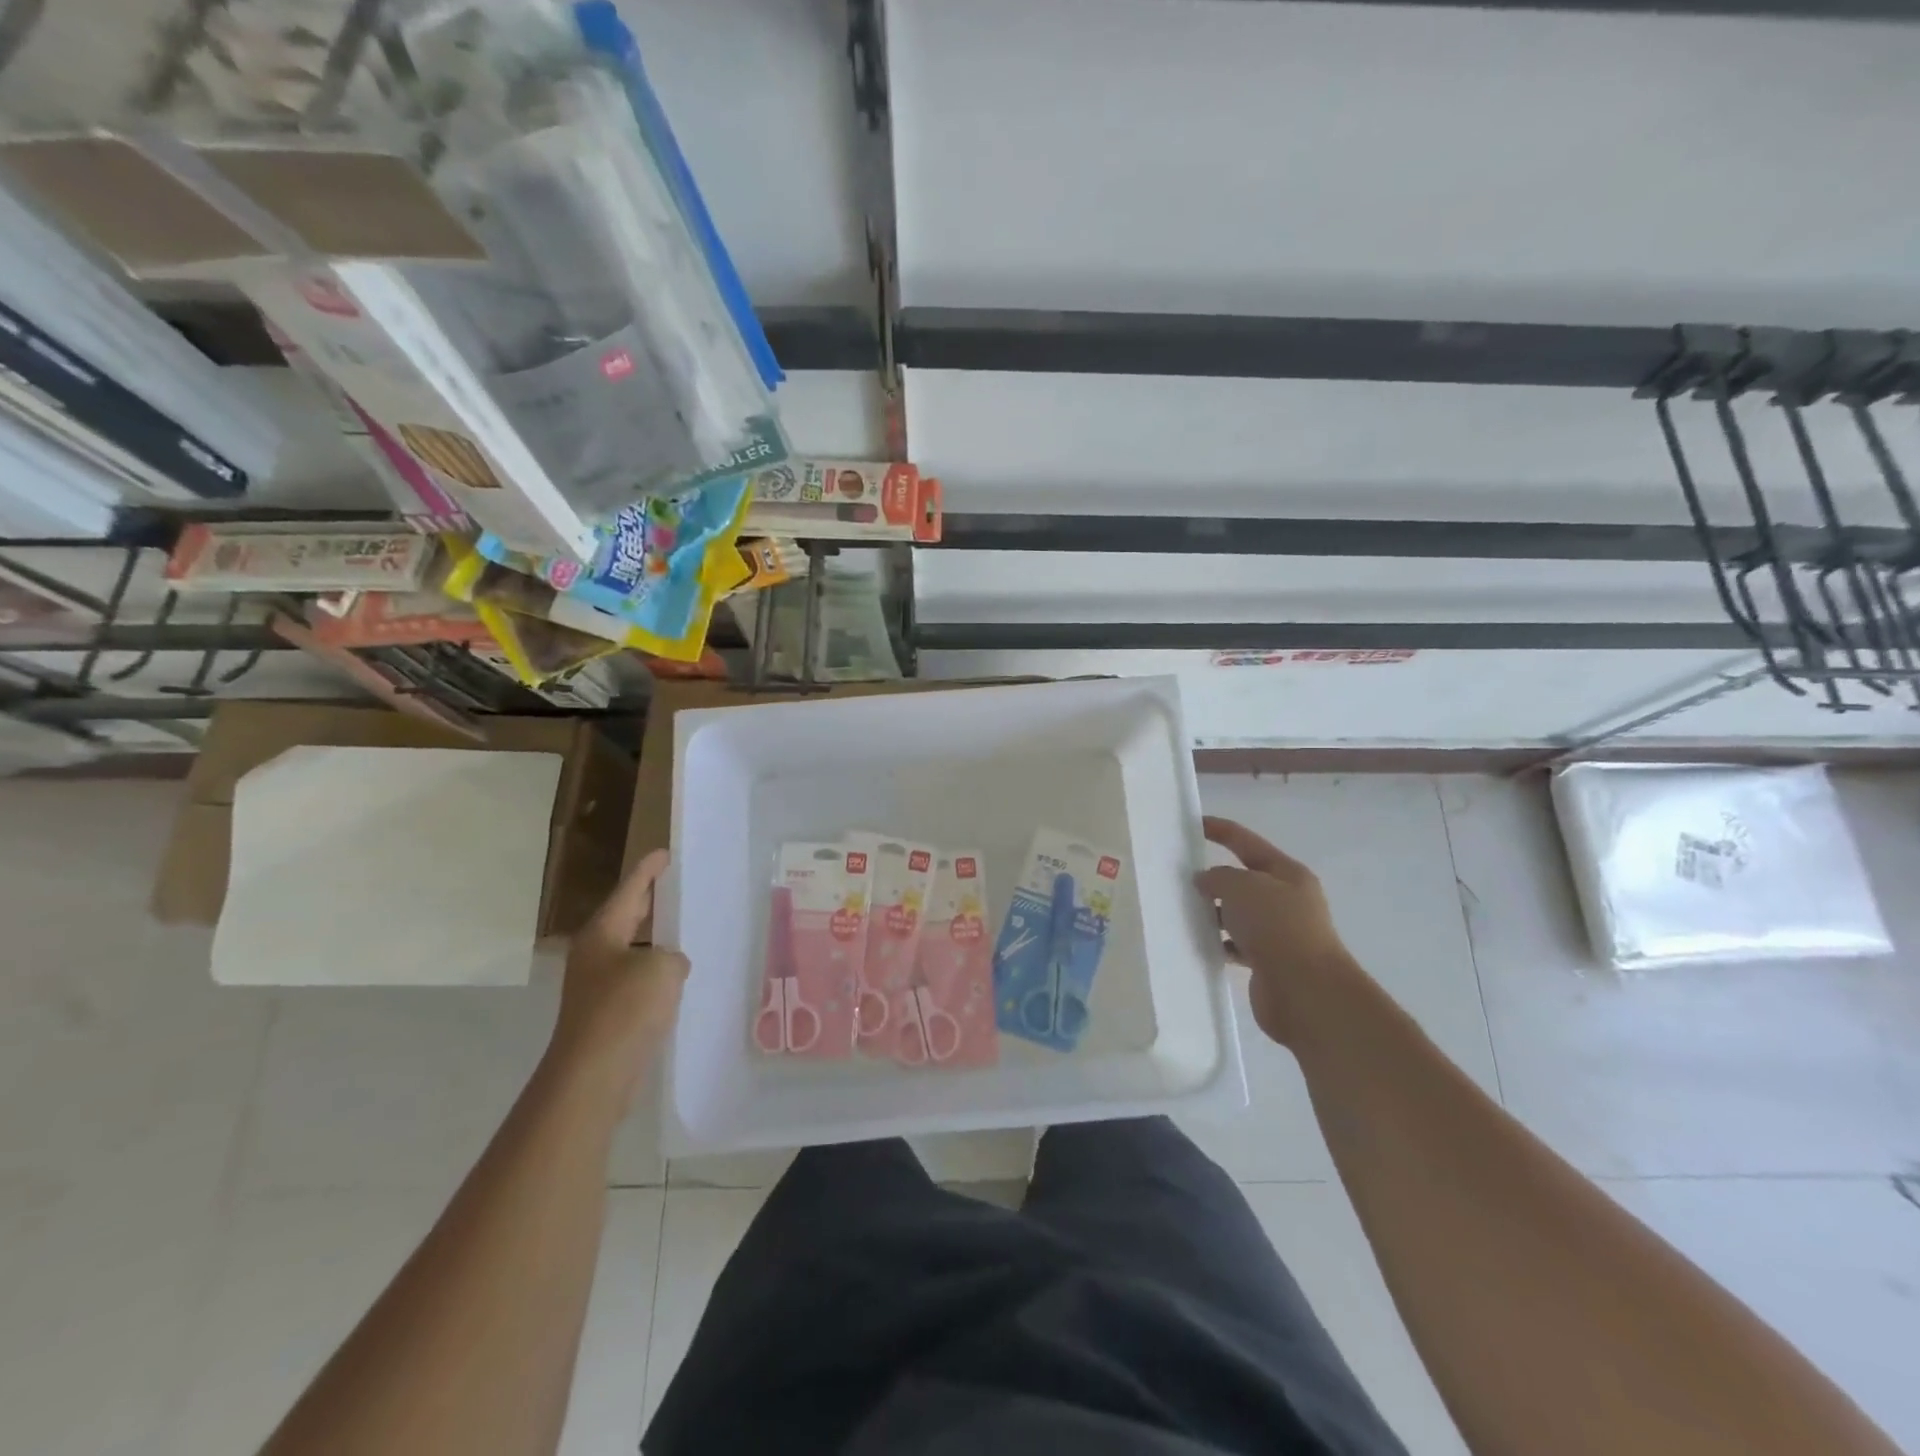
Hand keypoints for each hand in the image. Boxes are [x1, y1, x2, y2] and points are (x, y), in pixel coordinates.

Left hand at [547, 850, 688, 1107]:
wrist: (593, 1076)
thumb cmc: (625, 1009)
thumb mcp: (663, 968)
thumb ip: (672, 956)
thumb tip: (668, 967)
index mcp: (602, 933)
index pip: (630, 889)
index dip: (649, 869)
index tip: (664, 853)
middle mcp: (594, 954)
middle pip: (625, 917)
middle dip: (648, 902)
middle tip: (674, 886)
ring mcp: (596, 986)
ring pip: (631, 951)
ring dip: (655, 942)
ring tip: (685, 932)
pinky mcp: (605, 1014)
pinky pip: (636, 981)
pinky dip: (655, 974)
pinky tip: (676, 980)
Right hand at [1194, 816, 1355, 1046]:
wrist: (1306, 992)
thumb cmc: (1277, 927)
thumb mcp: (1242, 887)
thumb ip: (1218, 876)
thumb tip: (1206, 881)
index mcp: (1287, 873)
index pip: (1246, 842)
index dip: (1220, 830)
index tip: (1191, 824)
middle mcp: (1286, 900)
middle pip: (1243, 879)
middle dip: (1213, 876)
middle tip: (1177, 876)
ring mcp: (1279, 932)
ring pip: (1237, 913)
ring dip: (1213, 912)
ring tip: (1181, 910)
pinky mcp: (1268, 961)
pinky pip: (1236, 943)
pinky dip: (1218, 942)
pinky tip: (1198, 942)